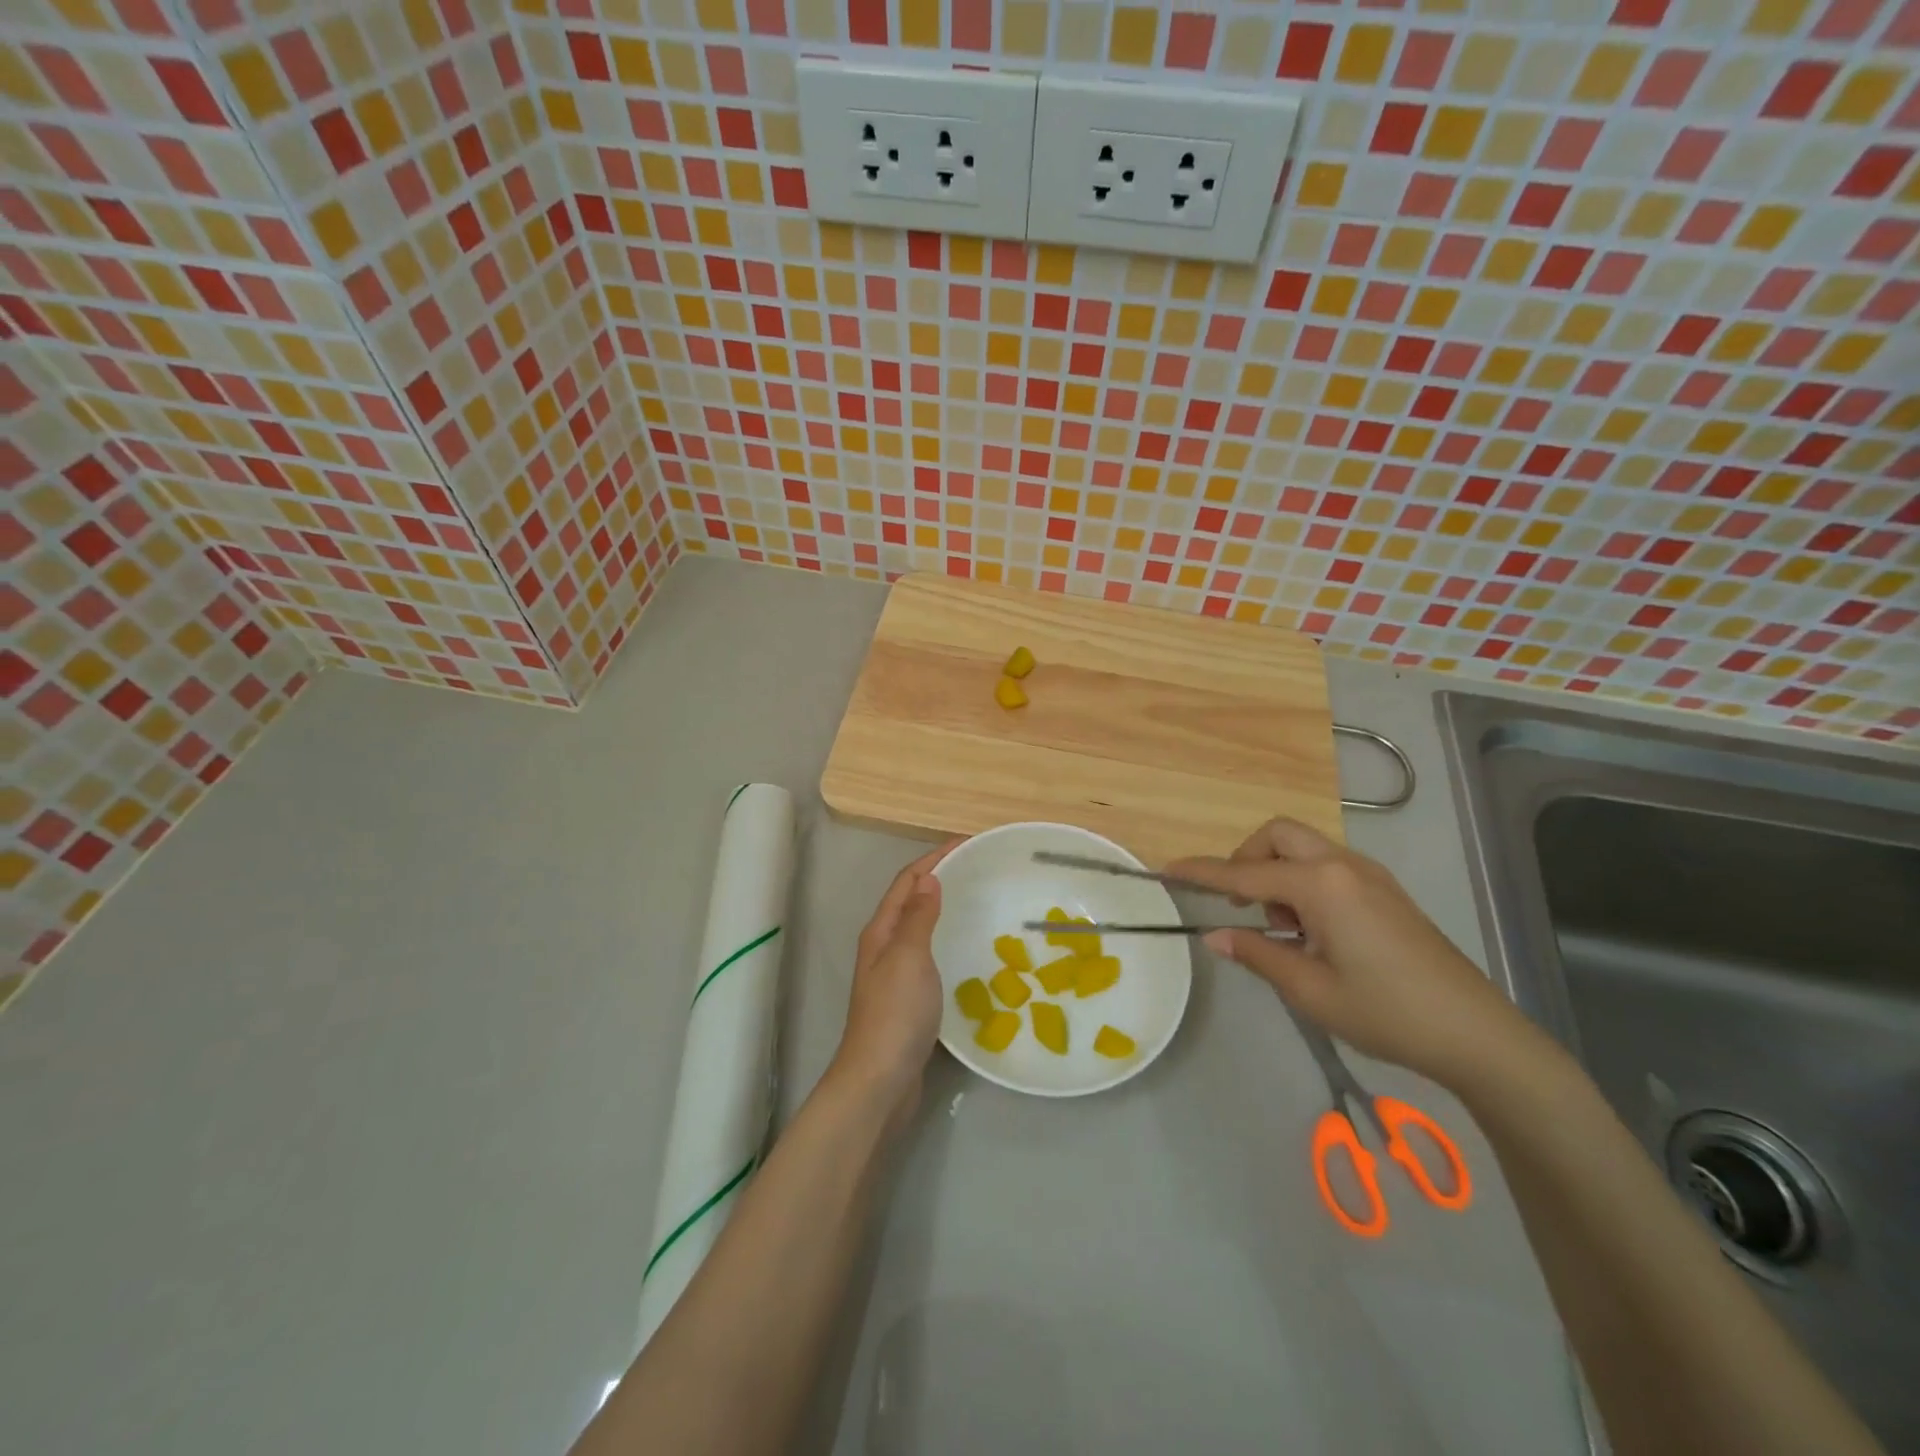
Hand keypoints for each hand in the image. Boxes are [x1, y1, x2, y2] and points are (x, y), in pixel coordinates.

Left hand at [830, 843, 955, 1111]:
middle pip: (912, 900)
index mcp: (881, 931)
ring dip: (944, 909)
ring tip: (980, 901)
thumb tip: (928, 879)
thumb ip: (918, 917)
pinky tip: (969, 950)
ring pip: (921, 928)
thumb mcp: (908, 956)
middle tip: (980, 869)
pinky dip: (948, 940)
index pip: (907, 881)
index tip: (967, 842)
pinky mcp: (909, 999)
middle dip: (941, 878)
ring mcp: (895, 975)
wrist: (880, 1080)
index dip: (934, 858)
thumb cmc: (895, 1013)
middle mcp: (884, 947)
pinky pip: (931, 955)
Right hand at [1166, 819, 1531, 1086]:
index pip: (1244, 873)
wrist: (1478, 1034)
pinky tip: (1313, 931)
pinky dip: (1303, 882)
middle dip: (1247, 858)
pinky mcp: (1385, 890)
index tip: (1166, 869)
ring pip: (1304, 847)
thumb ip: (1257, 953)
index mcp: (1321, 886)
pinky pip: (1327, 865)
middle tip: (1242, 904)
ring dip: (1277, 872)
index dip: (1202, 873)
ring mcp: (1369, 875)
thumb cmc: (1387, 1013)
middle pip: (1278, 835)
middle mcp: (1343, 866)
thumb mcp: (1310, 990)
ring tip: (1284, 929)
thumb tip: (1214, 936)